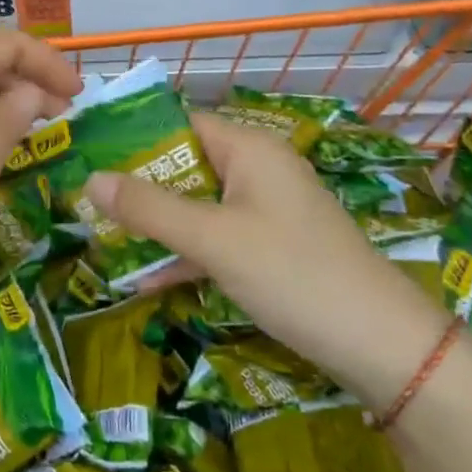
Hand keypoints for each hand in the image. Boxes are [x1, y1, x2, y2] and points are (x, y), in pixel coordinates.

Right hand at [85, 112, 451, 406]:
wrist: (383, 348)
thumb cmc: (293, 274)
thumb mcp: (213, 239)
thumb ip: (150, 208)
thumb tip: (88, 178)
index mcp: (248, 149)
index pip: (180, 123)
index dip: (134, 136)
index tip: (88, 156)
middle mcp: (257, 170)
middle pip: (186, 165)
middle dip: (139, 187)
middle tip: (88, 203)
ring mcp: (266, 211)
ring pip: (198, 206)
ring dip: (158, 224)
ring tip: (105, 239)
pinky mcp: (271, 248)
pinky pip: (217, 238)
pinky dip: (186, 253)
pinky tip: (148, 280)